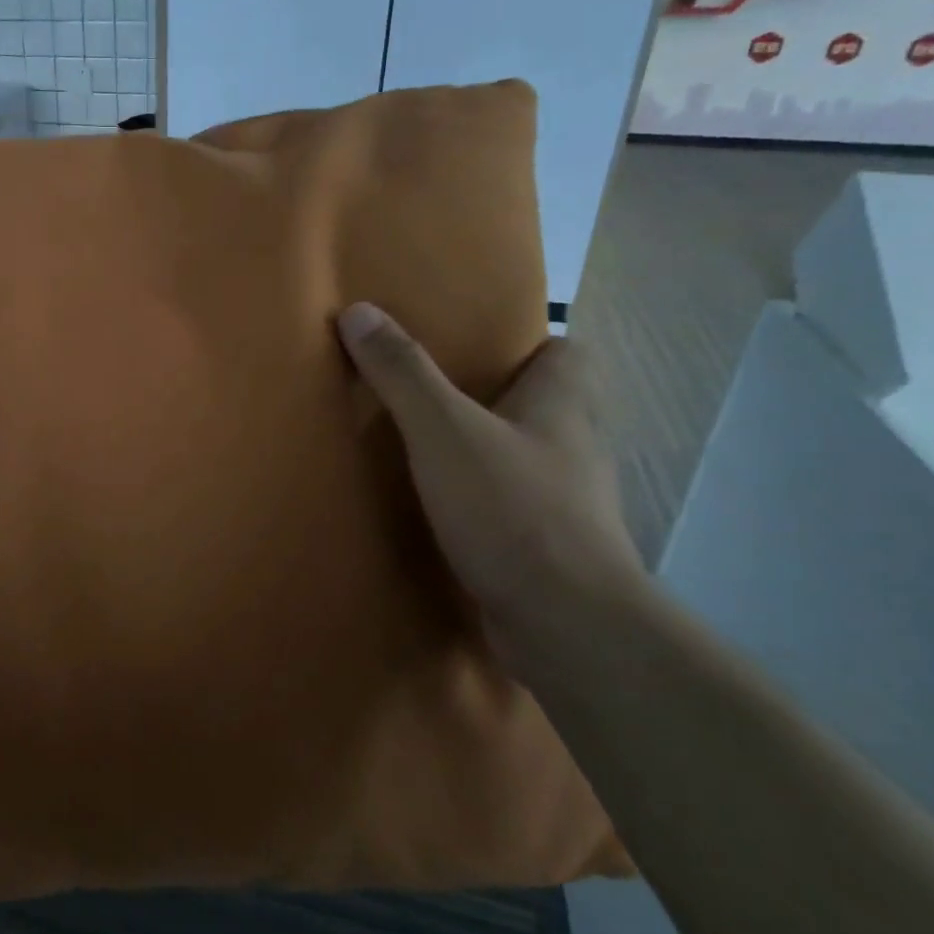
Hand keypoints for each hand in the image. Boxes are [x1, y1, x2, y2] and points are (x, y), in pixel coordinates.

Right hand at [337, 303, 645, 668]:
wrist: (565, 623)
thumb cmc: (512, 509)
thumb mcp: (444, 431)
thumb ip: (403, 373)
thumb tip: (358, 310)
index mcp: (563, 405)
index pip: (567, 351)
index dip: (528, 341)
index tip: (473, 345)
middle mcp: (575, 446)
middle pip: (542, 403)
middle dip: (494, 395)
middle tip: (431, 391)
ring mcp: (568, 500)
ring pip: (526, 456)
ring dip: (487, 449)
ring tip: (427, 446)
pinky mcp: (551, 546)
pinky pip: (515, 504)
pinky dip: (485, 500)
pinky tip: (441, 507)